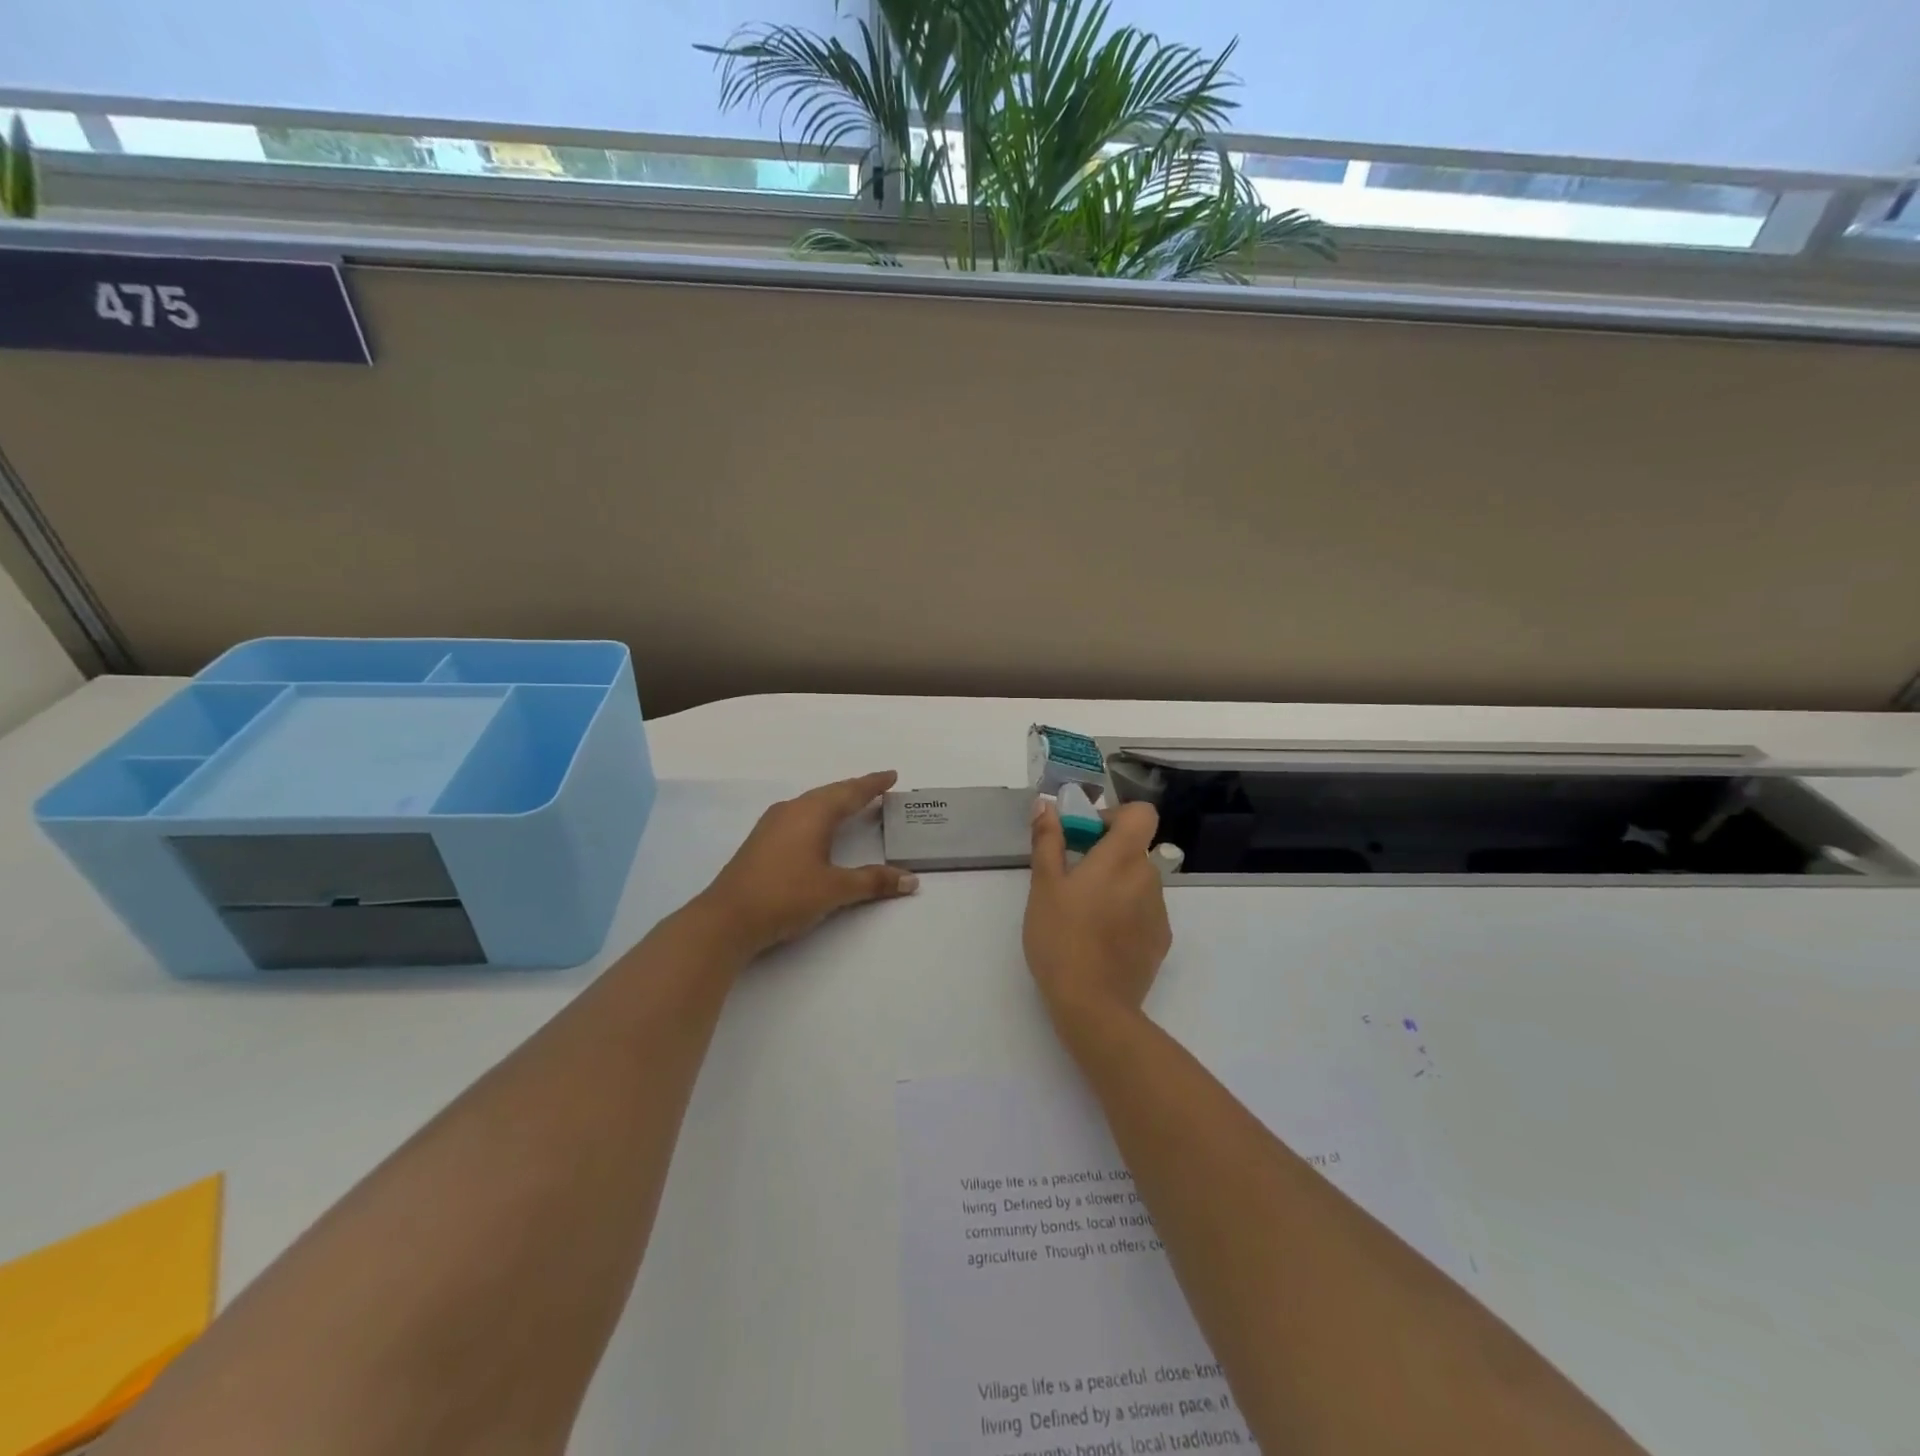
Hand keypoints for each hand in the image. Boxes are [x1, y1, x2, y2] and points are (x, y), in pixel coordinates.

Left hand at [694, 771, 918, 959]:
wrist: (726, 919)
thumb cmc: (786, 896)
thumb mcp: (835, 889)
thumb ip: (873, 881)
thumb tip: (911, 880)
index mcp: (812, 813)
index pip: (850, 792)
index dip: (873, 784)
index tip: (891, 775)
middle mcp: (792, 810)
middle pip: (830, 793)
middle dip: (855, 790)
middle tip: (878, 788)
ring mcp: (772, 824)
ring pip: (812, 803)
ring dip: (835, 802)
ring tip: (853, 804)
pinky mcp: (762, 840)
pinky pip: (799, 815)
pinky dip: (819, 815)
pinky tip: (819, 828)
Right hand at [1023, 797, 1171, 1035]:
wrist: (1093, 1005)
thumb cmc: (1061, 937)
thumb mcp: (1044, 886)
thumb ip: (1048, 840)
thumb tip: (1046, 805)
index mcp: (1122, 858)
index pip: (1142, 814)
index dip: (1115, 816)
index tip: (1086, 836)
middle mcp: (1149, 877)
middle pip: (1134, 849)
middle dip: (1106, 855)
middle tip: (1071, 879)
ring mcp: (1159, 910)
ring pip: (1138, 881)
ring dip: (1115, 885)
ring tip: (1083, 916)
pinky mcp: (1161, 939)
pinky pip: (1144, 910)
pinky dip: (1125, 913)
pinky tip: (1100, 940)